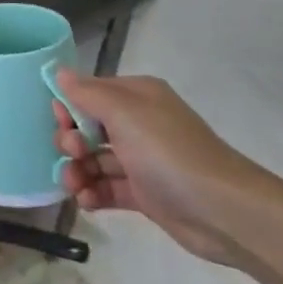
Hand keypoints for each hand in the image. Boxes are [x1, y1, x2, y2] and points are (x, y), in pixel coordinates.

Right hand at [51, 71, 262, 267]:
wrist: (223, 211)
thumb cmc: (169, 152)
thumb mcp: (124, 114)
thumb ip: (87, 93)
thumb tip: (59, 72)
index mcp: (136, 97)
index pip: (89, 92)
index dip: (69, 106)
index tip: (60, 123)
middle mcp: (138, 124)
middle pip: (88, 127)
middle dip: (71, 140)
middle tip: (73, 154)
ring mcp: (142, 160)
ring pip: (95, 159)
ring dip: (77, 170)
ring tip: (75, 187)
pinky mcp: (146, 193)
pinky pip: (109, 188)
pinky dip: (93, 193)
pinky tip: (86, 202)